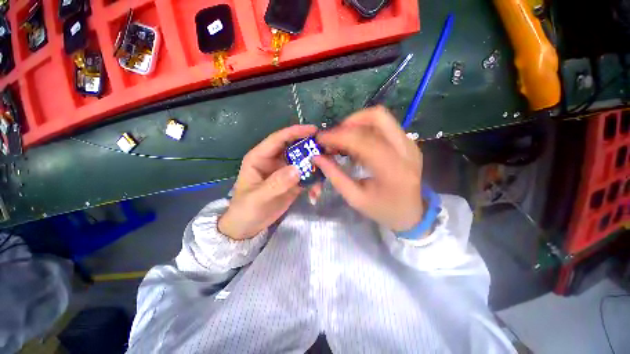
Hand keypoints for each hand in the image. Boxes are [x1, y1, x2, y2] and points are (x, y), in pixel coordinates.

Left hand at [218, 125, 317, 239]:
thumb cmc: (245, 209)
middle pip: (295, 149)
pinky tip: (315, 194)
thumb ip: (276, 183)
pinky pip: (307, 177)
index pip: (279, 139)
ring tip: (324, 177)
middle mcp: (275, 161)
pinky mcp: (293, 183)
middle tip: (328, 153)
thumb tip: (297, 169)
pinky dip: (314, 183)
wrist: (248, 227)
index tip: (314, 130)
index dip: (295, 132)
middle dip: (311, 150)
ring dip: (315, 168)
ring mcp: (285, 172)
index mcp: (261, 157)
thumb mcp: (257, 197)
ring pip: (304, 163)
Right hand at [313, 107, 422, 231]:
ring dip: (356, 124)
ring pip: (381, 118)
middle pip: (377, 117)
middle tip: (334, 137)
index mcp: (393, 169)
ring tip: (343, 140)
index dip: (338, 136)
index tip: (320, 139)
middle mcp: (405, 150)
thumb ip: (335, 175)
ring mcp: (409, 143)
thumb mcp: (355, 198)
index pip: (362, 140)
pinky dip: (365, 129)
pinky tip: (356, 144)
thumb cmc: (383, 210)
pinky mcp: (408, 142)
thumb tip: (317, 157)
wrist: (412, 214)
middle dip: (349, 122)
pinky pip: (384, 126)